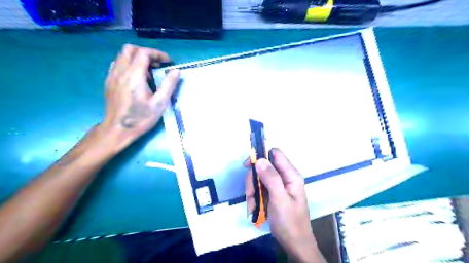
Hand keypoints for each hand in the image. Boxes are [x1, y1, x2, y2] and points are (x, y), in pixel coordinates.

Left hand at [102, 44, 179, 153]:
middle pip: (130, 49)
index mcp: (134, 76)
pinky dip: (129, 64)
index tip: (168, 62)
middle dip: (146, 53)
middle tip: (157, 64)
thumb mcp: (160, 103)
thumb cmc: (141, 118)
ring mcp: (112, 76)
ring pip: (122, 56)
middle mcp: (121, 71)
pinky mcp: (109, 81)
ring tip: (149, 73)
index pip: (144, 53)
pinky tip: (136, 77)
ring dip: (137, 58)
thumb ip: (168, 85)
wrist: (117, 129)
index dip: (157, 54)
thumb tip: (176, 71)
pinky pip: (117, 64)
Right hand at [246, 149, 326, 261]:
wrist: (295, 245)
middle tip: (251, 194)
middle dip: (254, 180)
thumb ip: (271, 178)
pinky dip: (255, 198)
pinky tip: (255, 209)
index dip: (261, 155)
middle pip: (264, 167)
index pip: (275, 154)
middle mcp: (285, 177)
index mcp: (291, 175)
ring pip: (259, 179)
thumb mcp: (279, 199)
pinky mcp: (273, 193)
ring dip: (253, 192)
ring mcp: (279, 186)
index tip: (248, 165)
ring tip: (253, 206)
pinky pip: (260, 189)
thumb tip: (260, 159)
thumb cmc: (289, 222)